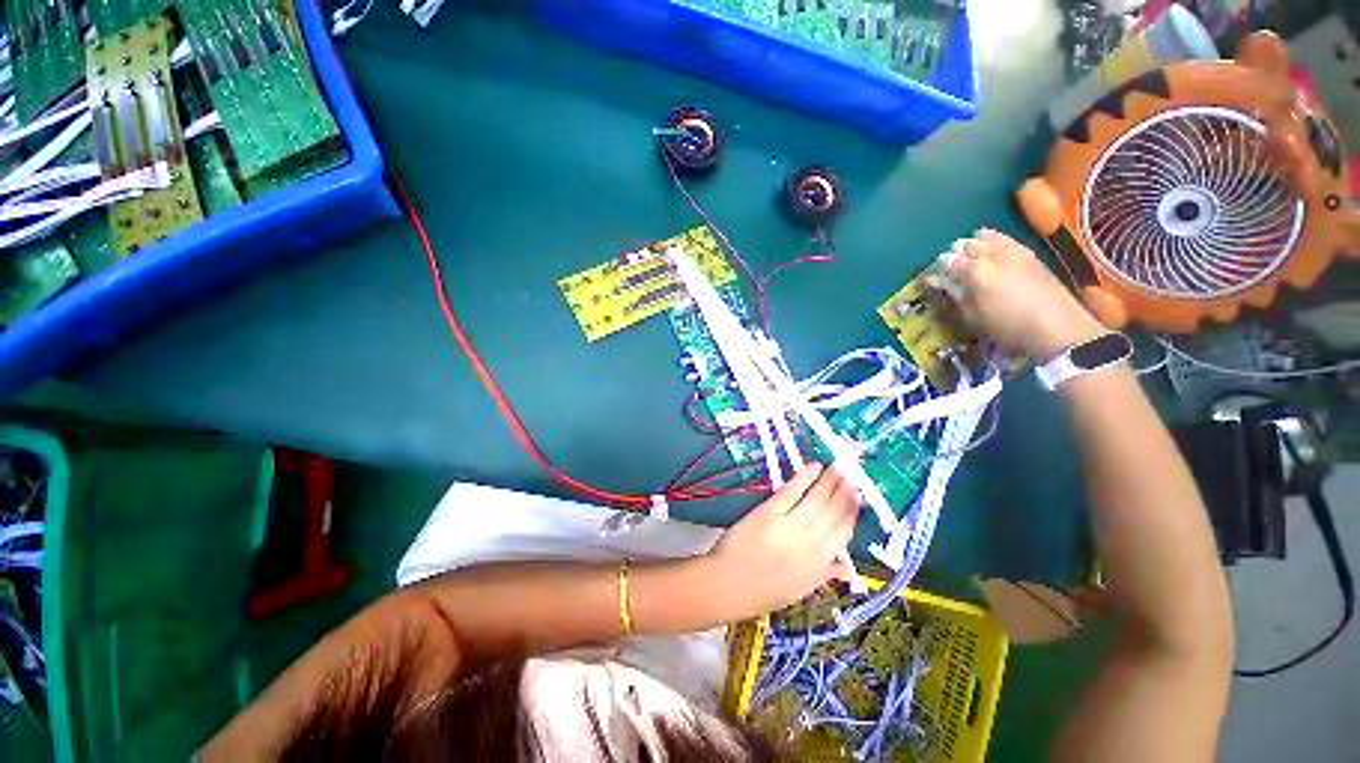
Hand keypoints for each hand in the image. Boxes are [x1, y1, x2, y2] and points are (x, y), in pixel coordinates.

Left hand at [706, 464, 857, 617]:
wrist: (727, 585)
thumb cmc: (762, 592)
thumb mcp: (799, 590)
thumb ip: (824, 574)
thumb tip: (847, 567)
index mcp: (819, 566)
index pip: (843, 533)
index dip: (852, 512)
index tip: (858, 496)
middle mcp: (810, 545)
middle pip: (833, 512)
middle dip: (843, 492)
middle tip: (850, 475)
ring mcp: (789, 527)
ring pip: (816, 500)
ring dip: (828, 482)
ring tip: (836, 468)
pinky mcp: (769, 513)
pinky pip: (792, 492)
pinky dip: (804, 478)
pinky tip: (813, 467)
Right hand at [942, 228, 1104, 359]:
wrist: (1056, 324)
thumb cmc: (1007, 325)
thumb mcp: (972, 317)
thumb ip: (953, 295)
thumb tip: (935, 282)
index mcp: (973, 271)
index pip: (946, 261)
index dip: (938, 270)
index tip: (937, 280)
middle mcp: (990, 254)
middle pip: (964, 244)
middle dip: (956, 255)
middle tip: (955, 272)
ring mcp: (1011, 249)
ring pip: (984, 235)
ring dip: (975, 246)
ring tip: (975, 263)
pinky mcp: (1028, 252)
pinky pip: (1004, 239)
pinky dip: (994, 244)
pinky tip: (995, 260)